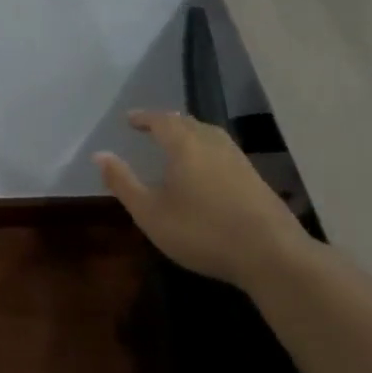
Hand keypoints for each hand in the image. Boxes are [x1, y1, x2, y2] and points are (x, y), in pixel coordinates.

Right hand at [96, 111, 309, 289]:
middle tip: (151, 128)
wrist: (272, 254)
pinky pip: (223, 151)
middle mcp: (212, 143)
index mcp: (185, 145)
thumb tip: (99, 155)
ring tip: (177, 144)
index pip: (161, 120)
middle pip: (187, 123)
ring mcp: (238, 159)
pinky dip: (207, 150)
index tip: (129, 119)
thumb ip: (123, 183)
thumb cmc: (202, 231)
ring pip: (209, 135)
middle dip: (167, 122)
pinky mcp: (255, 177)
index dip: (144, 117)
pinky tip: (207, 169)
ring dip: (189, 134)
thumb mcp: (151, 213)